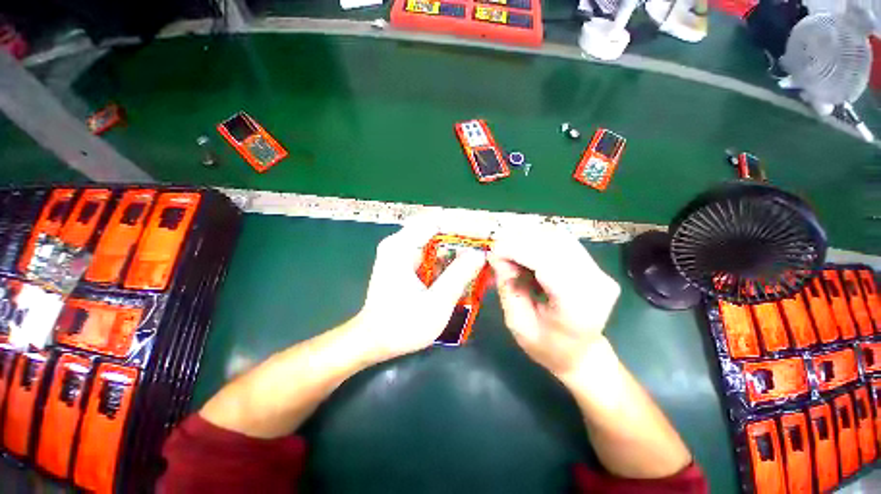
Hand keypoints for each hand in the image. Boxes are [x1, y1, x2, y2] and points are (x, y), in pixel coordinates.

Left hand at [356, 224, 485, 360]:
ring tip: (482, 260)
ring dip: (459, 250)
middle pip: (438, 229)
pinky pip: (433, 255)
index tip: (485, 233)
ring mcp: (403, 253)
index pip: (437, 220)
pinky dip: (450, 261)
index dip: (463, 224)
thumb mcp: (436, 302)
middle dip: (464, 238)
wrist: (375, 341)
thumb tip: (479, 253)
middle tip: (487, 247)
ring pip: (437, 243)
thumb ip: (459, 275)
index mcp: (401, 246)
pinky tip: (466, 271)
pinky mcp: (407, 264)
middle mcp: (400, 244)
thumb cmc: (402, 326)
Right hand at [489, 225, 619, 377]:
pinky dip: (540, 242)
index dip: (518, 250)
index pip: (547, 263)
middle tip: (498, 252)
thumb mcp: (518, 324)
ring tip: (510, 251)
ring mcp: (600, 273)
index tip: (493, 252)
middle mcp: (595, 284)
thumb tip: (496, 256)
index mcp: (577, 307)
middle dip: (521, 242)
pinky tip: (526, 252)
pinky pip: (564, 243)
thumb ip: (508, 288)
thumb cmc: (548, 347)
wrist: (582, 355)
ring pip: (559, 238)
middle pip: (555, 245)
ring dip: (530, 239)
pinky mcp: (596, 267)